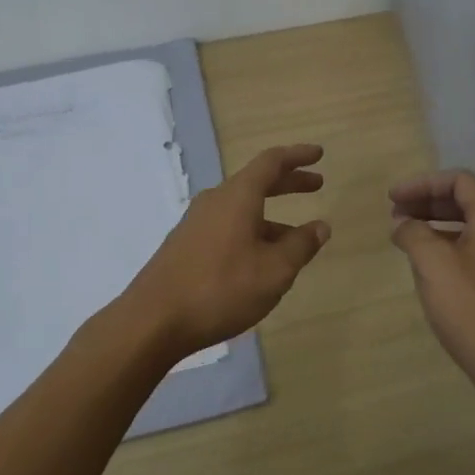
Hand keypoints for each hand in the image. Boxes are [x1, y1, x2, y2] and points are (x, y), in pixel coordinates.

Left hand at [120, 143, 330, 361]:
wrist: (153, 320)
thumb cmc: (221, 289)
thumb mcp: (274, 271)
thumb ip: (301, 245)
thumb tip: (321, 226)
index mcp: (237, 197)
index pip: (271, 162)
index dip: (297, 156)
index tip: (319, 154)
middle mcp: (215, 201)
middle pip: (256, 182)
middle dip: (288, 182)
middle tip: (316, 185)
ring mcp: (196, 223)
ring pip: (242, 209)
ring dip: (271, 216)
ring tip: (297, 239)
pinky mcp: (185, 245)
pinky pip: (227, 227)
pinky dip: (252, 232)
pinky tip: (261, 261)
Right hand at [389, 170, 474, 388]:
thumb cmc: (472, 308)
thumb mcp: (433, 264)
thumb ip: (413, 234)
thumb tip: (403, 223)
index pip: (459, 180)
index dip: (422, 184)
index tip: (392, 199)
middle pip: (465, 202)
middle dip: (426, 203)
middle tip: (394, 215)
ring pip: (470, 229)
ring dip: (436, 227)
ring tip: (406, 239)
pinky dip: (449, 249)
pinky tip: (429, 269)